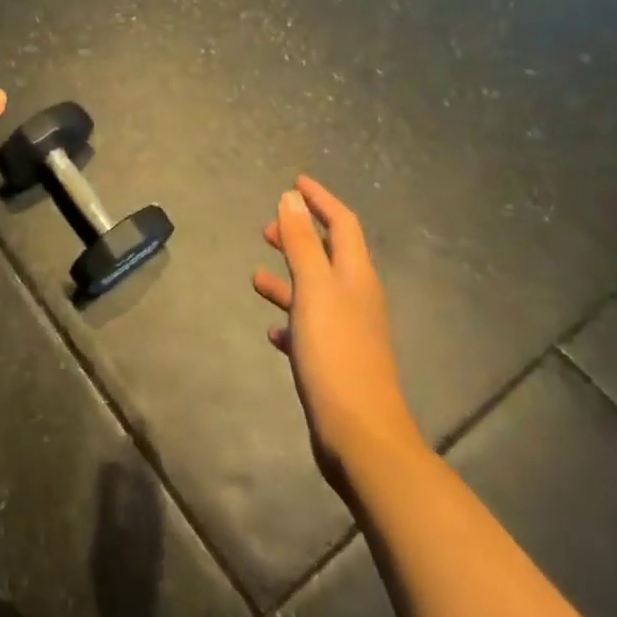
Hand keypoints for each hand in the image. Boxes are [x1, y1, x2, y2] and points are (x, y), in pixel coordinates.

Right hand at [254, 177, 420, 485]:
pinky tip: (273, 332)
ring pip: (315, 292)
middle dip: (300, 237)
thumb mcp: (313, 289)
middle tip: (266, 229)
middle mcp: (357, 298)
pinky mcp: (336, 362)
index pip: (342, 223)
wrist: (360, 434)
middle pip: (329, 255)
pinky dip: (291, 320)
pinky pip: (310, 329)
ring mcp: (348, 332)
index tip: (295, 181)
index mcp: (356, 276)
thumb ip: (301, 243)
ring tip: (256, 276)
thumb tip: (291, 196)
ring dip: (289, 278)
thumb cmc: (335, 353)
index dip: (320, 200)